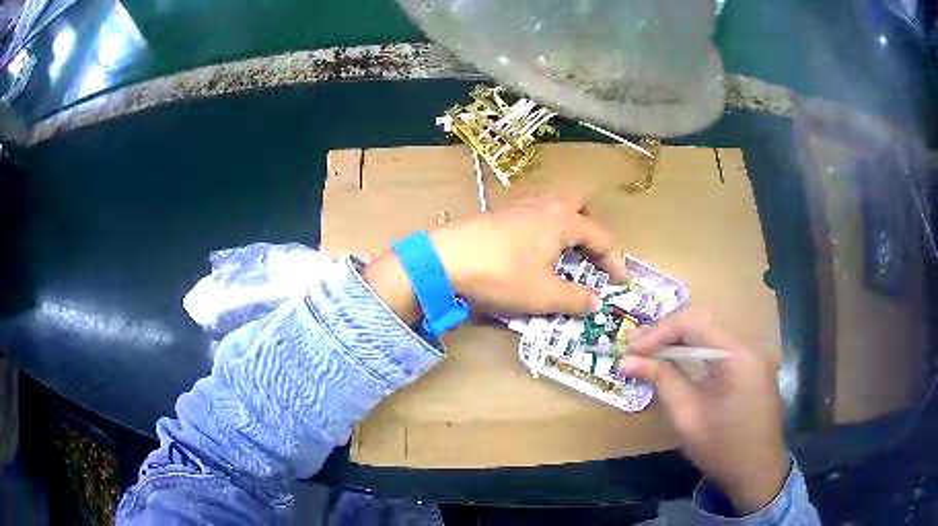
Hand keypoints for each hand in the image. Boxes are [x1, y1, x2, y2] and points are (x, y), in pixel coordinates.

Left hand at [363, 194, 628, 323]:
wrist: (445, 259)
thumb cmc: (502, 275)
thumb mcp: (544, 295)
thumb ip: (576, 299)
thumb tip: (595, 302)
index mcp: (563, 221)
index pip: (601, 237)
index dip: (615, 262)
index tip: (623, 282)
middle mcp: (545, 207)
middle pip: (578, 204)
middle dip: (591, 227)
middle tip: (591, 254)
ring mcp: (520, 208)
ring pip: (554, 207)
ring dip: (566, 228)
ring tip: (564, 255)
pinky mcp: (500, 216)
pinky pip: (534, 216)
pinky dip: (544, 231)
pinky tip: (533, 253)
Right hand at [616, 308, 788, 514]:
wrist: (758, 472)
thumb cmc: (723, 450)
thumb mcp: (688, 418)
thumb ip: (662, 381)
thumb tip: (626, 361)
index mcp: (737, 355)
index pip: (694, 322)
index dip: (658, 331)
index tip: (629, 349)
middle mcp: (747, 345)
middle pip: (702, 321)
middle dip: (666, 331)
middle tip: (634, 348)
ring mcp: (750, 355)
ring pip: (709, 332)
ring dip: (677, 340)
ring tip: (647, 353)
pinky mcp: (749, 366)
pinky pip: (717, 347)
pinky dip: (693, 351)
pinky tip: (675, 362)